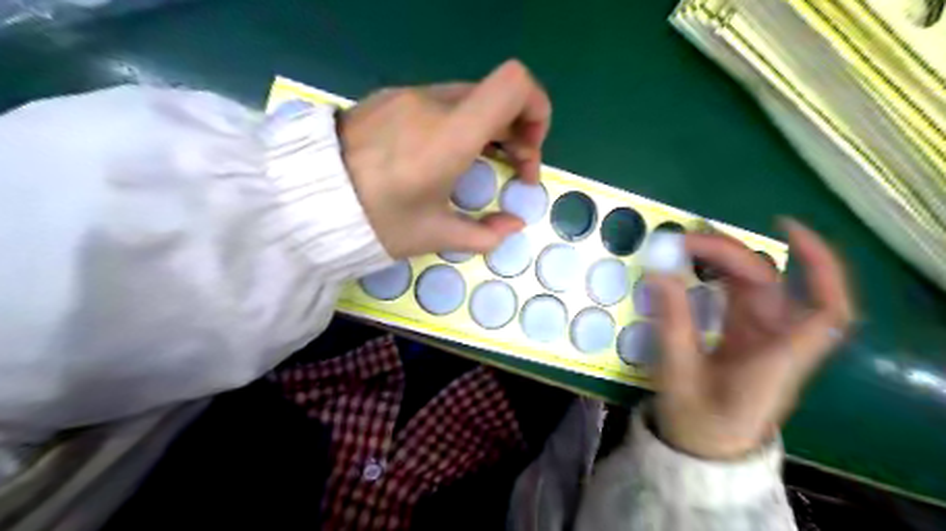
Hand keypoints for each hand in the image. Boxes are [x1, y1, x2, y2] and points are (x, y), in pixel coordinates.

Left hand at [337, 61, 551, 258]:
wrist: (305, 200)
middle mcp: (433, 103)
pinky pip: (439, 102)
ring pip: (469, 99)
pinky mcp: (389, 98)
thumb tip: (513, 226)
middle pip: (497, 95)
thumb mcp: (434, 235)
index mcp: (451, 134)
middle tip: (511, 171)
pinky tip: (440, 155)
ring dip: (487, 129)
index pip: (515, 85)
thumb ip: (484, 233)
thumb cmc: (377, 221)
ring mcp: (408, 95)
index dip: (537, 110)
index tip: (528, 152)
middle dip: (516, 132)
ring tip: (476, 165)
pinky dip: (458, 124)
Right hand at [647, 221, 855, 459]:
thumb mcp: (679, 374)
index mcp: (777, 359)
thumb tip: (658, 274)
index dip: (819, 267)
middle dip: (731, 255)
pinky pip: (741, 296)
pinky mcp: (746, 336)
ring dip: (725, 260)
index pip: (826, 310)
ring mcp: (762, 337)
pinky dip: (722, 275)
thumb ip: (672, 323)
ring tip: (686, 246)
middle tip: (683, 243)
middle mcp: (778, 342)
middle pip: (772, 285)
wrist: (703, 448)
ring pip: (756, 286)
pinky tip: (699, 264)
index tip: (786, 230)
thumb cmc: (698, 421)